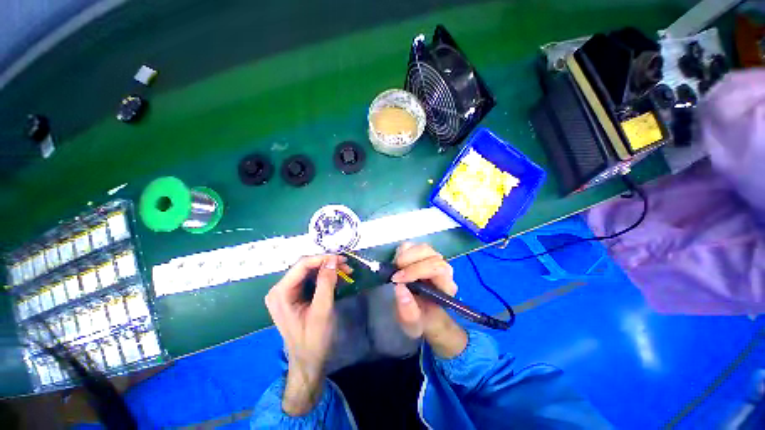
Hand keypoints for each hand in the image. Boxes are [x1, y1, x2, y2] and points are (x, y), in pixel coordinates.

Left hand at [265, 255, 344, 415]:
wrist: (308, 362)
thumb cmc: (313, 340)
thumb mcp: (322, 310)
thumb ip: (326, 283)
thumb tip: (333, 259)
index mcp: (281, 293)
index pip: (302, 265)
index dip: (323, 258)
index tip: (342, 259)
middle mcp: (280, 289)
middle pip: (305, 267)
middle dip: (327, 264)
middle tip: (346, 266)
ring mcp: (286, 293)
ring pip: (310, 271)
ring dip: (328, 269)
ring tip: (346, 272)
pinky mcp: (294, 296)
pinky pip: (311, 280)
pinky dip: (325, 277)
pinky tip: (338, 279)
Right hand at [391, 243, 467, 357]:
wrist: (424, 314)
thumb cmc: (421, 320)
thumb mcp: (413, 324)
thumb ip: (408, 311)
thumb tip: (399, 287)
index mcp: (446, 286)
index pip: (437, 268)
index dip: (416, 270)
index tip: (397, 280)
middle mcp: (443, 269)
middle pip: (430, 254)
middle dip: (408, 261)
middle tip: (394, 274)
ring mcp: (433, 259)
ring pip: (421, 247)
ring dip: (404, 255)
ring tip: (395, 268)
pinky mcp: (422, 254)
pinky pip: (413, 245)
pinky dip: (402, 251)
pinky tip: (397, 264)